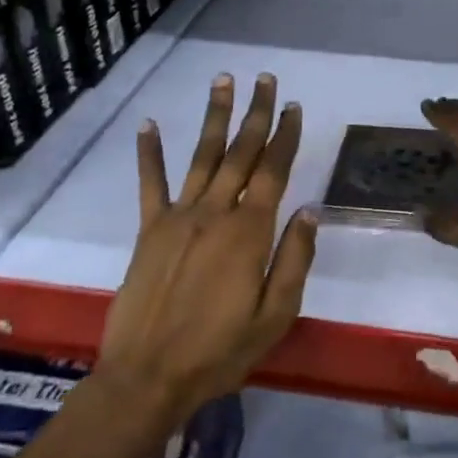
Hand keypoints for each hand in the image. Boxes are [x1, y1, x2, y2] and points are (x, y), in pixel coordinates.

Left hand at [97, 74, 316, 419]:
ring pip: (202, 155)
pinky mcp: (149, 229)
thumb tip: (310, 210)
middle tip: (265, 79)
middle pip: (241, 152)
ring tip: (223, 81)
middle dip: (256, 113)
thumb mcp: (274, 317)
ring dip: (215, 116)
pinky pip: (150, 183)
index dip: (285, 136)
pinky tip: (149, 123)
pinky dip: (150, 152)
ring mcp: (179, 216)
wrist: (147, 379)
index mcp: (249, 231)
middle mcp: (215, 212)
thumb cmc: (219, 352)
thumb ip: (294, 259)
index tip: (292, 106)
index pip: (273, 170)